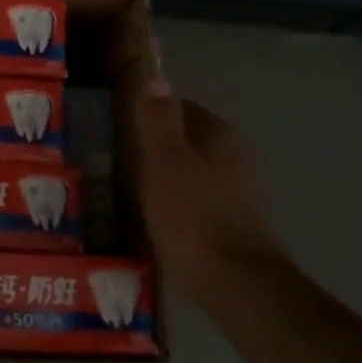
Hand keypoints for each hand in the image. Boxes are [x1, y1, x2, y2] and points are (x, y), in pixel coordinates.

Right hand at [135, 78, 286, 304]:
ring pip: (195, 173)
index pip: (182, 107)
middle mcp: (238, 157)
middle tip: (119, 163)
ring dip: (169, 179)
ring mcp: (242, 193)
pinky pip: (201, 203)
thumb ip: (158, 120)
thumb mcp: (164, 163)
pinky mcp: (239, 225)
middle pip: (190, 141)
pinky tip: (159, 222)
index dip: (151, 115)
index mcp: (220, 135)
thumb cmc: (193, 217)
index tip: (121, 128)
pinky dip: (180, 206)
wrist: (237, 284)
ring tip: (132, 194)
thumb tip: (156, 78)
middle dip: (159, 149)